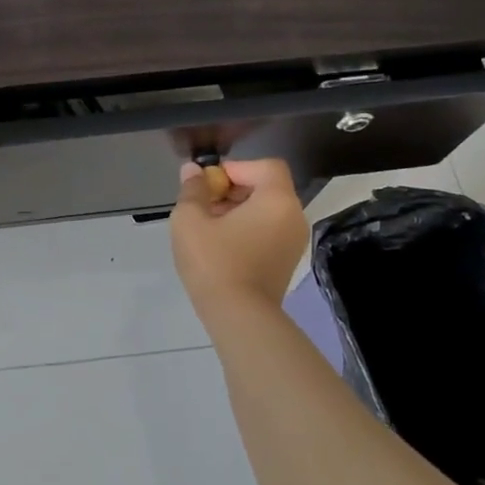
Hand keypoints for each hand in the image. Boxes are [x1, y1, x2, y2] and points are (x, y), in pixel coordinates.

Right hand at [170, 157, 307, 315]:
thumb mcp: (190, 220)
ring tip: (207, 227)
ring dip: (237, 211)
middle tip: (203, 205)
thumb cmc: (215, 261)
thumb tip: (193, 171)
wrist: (239, 318)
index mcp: (277, 200)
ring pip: (266, 211)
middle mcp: (294, 217)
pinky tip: (219, 246)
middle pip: (266, 187)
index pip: (265, 166)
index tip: (209, 185)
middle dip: (232, 189)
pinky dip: (247, 229)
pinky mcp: (286, 263)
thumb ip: (192, 190)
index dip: (235, 168)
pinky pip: (268, 232)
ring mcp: (293, 242)